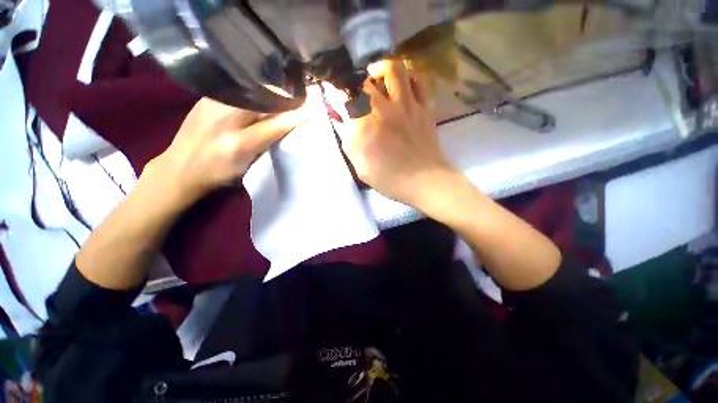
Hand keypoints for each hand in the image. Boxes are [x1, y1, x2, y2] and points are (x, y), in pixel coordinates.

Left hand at [148, 97, 306, 203]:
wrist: (179, 168)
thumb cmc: (218, 174)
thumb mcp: (248, 167)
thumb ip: (267, 145)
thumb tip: (287, 126)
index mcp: (238, 144)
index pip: (276, 124)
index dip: (296, 115)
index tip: (312, 108)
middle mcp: (225, 119)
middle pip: (264, 99)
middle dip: (284, 97)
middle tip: (298, 99)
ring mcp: (213, 103)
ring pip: (251, 90)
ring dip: (270, 92)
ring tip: (282, 96)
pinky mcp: (205, 97)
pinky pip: (238, 89)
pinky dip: (253, 91)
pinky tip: (259, 96)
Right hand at [340, 60, 457, 207]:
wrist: (424, 181)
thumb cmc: (390, 179)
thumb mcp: (361, 169)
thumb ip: (351, 145)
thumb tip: (348, 127)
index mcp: (366, 127)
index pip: (347, 99)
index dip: (340, 93)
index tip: (338, 95)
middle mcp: (385, 110)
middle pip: (367, 81)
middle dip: (358, 82)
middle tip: (358, 90)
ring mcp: (407, 106)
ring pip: (395, 70)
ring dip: (382, 69)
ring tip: (377, 77)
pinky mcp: (424, 108)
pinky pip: (417, 82)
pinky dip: (407, 79)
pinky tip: (402, 87)